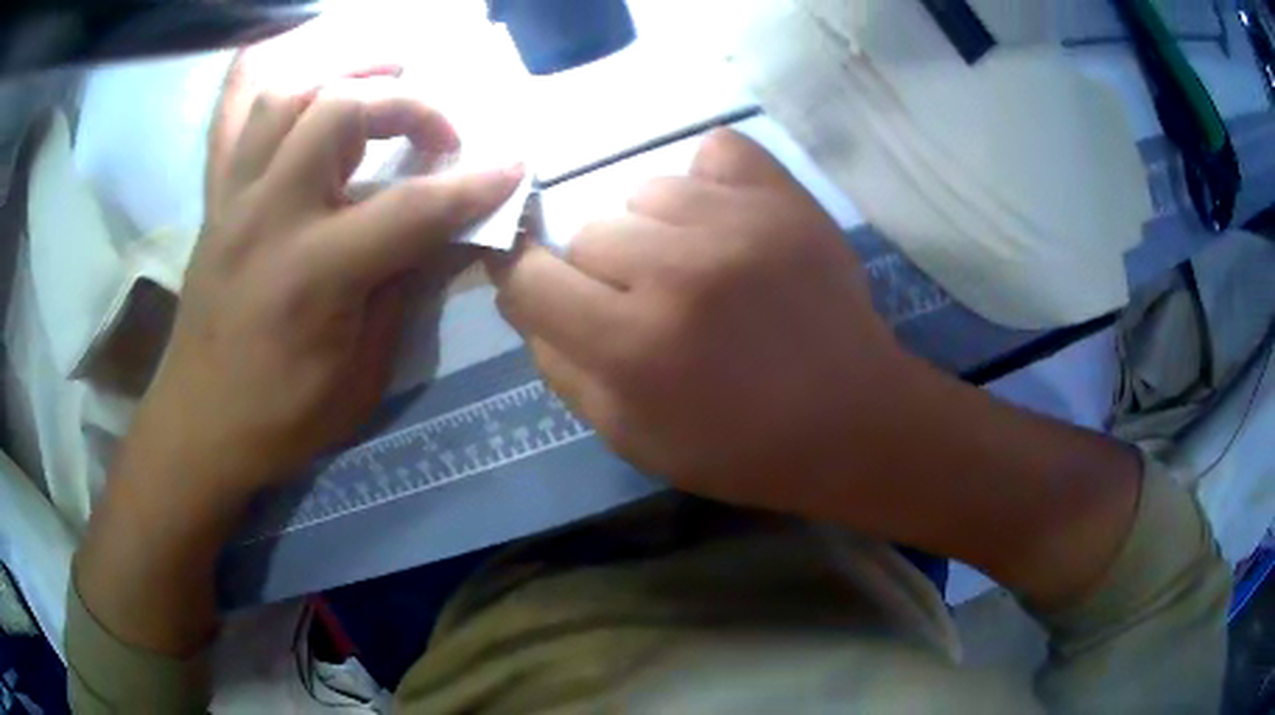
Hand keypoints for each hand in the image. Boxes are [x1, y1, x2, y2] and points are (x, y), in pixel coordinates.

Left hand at [135, 76, 522, 503]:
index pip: (410, 210)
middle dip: (410, 106)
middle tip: (441, 136)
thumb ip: (405, 292)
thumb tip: (453, 234)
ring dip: (347, 77)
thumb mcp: (360, 376)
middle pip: (341, 112)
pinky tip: (315, 87)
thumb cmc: (282, 418)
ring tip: (384, 82)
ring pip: (289, 96)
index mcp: (311, 275)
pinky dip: (283, 88)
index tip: (516, 165)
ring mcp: (235, 199)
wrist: (198, 424)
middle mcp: (268, 216)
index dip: (473, 185)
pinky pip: (241, 119)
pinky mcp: (218, 200)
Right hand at [489, 129, 919, 513]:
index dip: (522, 280)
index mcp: (635, 346)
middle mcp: (679, 270)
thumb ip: (561, 368)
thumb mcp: (630, 437)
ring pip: (644, 192)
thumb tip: (524, 300)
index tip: (539, 285)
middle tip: (644, 301)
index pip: (529, 278)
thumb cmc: (741, 447)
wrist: (852, 418)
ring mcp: (737, 221)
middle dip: (600, 271)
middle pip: (587, 232)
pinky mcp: (784, 196)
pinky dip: (706, 181)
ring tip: (696, 266)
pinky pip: (712, 151)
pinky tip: (724, 220)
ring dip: (654, 230)